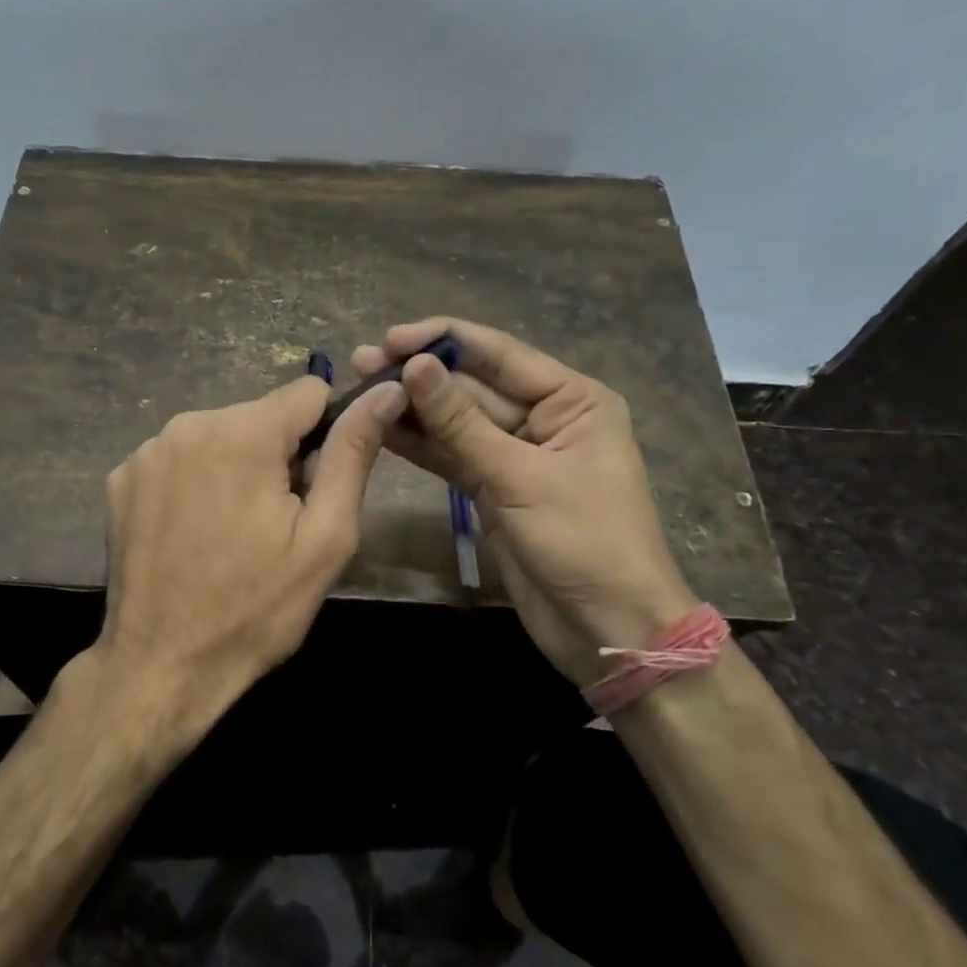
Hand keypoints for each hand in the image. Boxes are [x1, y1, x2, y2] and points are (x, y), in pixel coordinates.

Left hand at [85, 374, 406, 754]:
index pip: (308, 393)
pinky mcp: (120, 479)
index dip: (325, 435)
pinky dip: (193, 484)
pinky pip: (177, 460)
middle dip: (277, 457)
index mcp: (243, 432)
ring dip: (235, 470)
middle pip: (260, 417)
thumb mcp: (325, 537)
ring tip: (232, 534)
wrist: (162, 667)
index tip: (314, 487)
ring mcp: (146, 452)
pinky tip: (191, 535)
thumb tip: (387, 391)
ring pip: (218, 437)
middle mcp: (188, 424)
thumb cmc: (256, 608)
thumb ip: (353, 453)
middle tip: (275, 525)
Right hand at [353, 317, 697, 686]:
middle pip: (473, 385)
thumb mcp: (519, 477)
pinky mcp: (494, 489)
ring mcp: (516, 455)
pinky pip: (452, 456)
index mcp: (572, 399)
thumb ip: (461, 422)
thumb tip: (416, 365)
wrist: (606, 628)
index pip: (499, 354)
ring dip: (413, 408)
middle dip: (420, 375)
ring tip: (359, 389)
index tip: (391, 338)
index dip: (443, 341)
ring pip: (457, 421)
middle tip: (362, 363)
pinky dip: (420, 445)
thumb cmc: (583, 542)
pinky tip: (381, 429)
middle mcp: (544, 417)